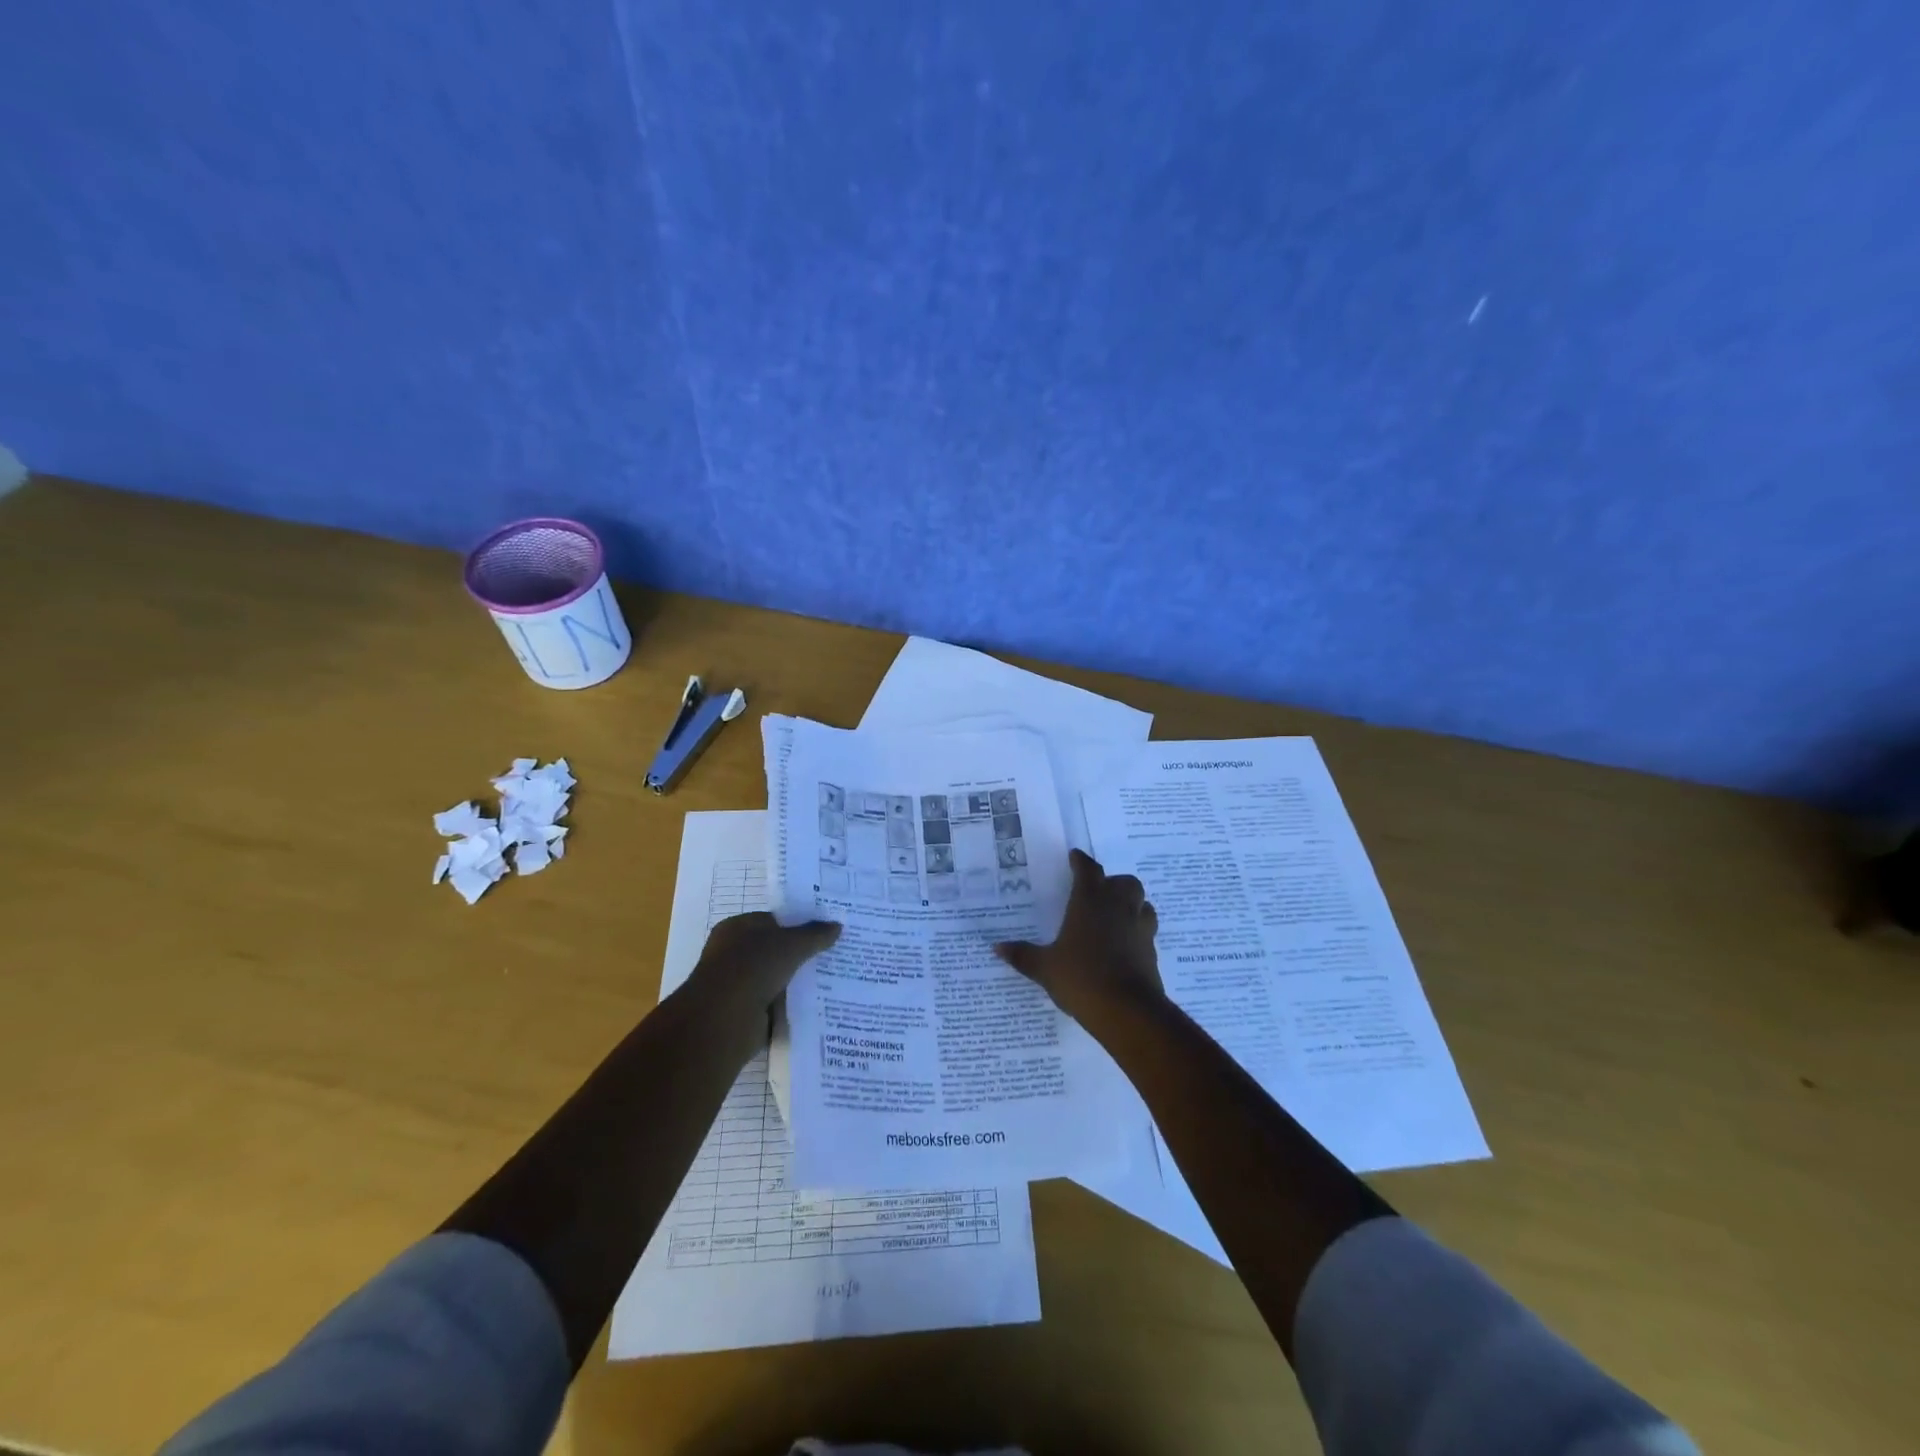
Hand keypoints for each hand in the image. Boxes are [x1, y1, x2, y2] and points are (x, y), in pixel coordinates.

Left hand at [687, 912, 840, 1017]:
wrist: (723, 1020)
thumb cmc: (752, 968)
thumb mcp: (791, 944)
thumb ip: (815, 934)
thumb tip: (837, 925)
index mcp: (737, 928)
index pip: (773, 920)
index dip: (799, 923)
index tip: (826, 930)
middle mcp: (733, 953)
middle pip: (775, 949)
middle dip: (801, 953)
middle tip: (834, 953)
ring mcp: (738, 984)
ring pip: (776, 977)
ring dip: (796, 980)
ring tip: (832, 978)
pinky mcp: (745, 1012)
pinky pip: (775, 1003)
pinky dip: (790, 1004)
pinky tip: (816, 1002)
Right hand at [995, 850, 1163, 1019]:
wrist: (1127, 1010)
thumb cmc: (1081, 978)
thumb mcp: (1045, 968)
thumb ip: (1023, 955)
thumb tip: (997, 947)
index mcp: (1090, 901)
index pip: (1088, 870)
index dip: (1081, 861)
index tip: (1074, 857)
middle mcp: (1118, 907)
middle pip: (1123, 882)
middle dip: (1112, 883)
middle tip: (1097, 892)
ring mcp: (1139, 927)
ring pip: (1141, 902)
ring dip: (1130, 903)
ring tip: (1115, 915)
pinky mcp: (1152, 950)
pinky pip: (1147, 929)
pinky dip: (1137, 930)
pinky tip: (1125, 944)